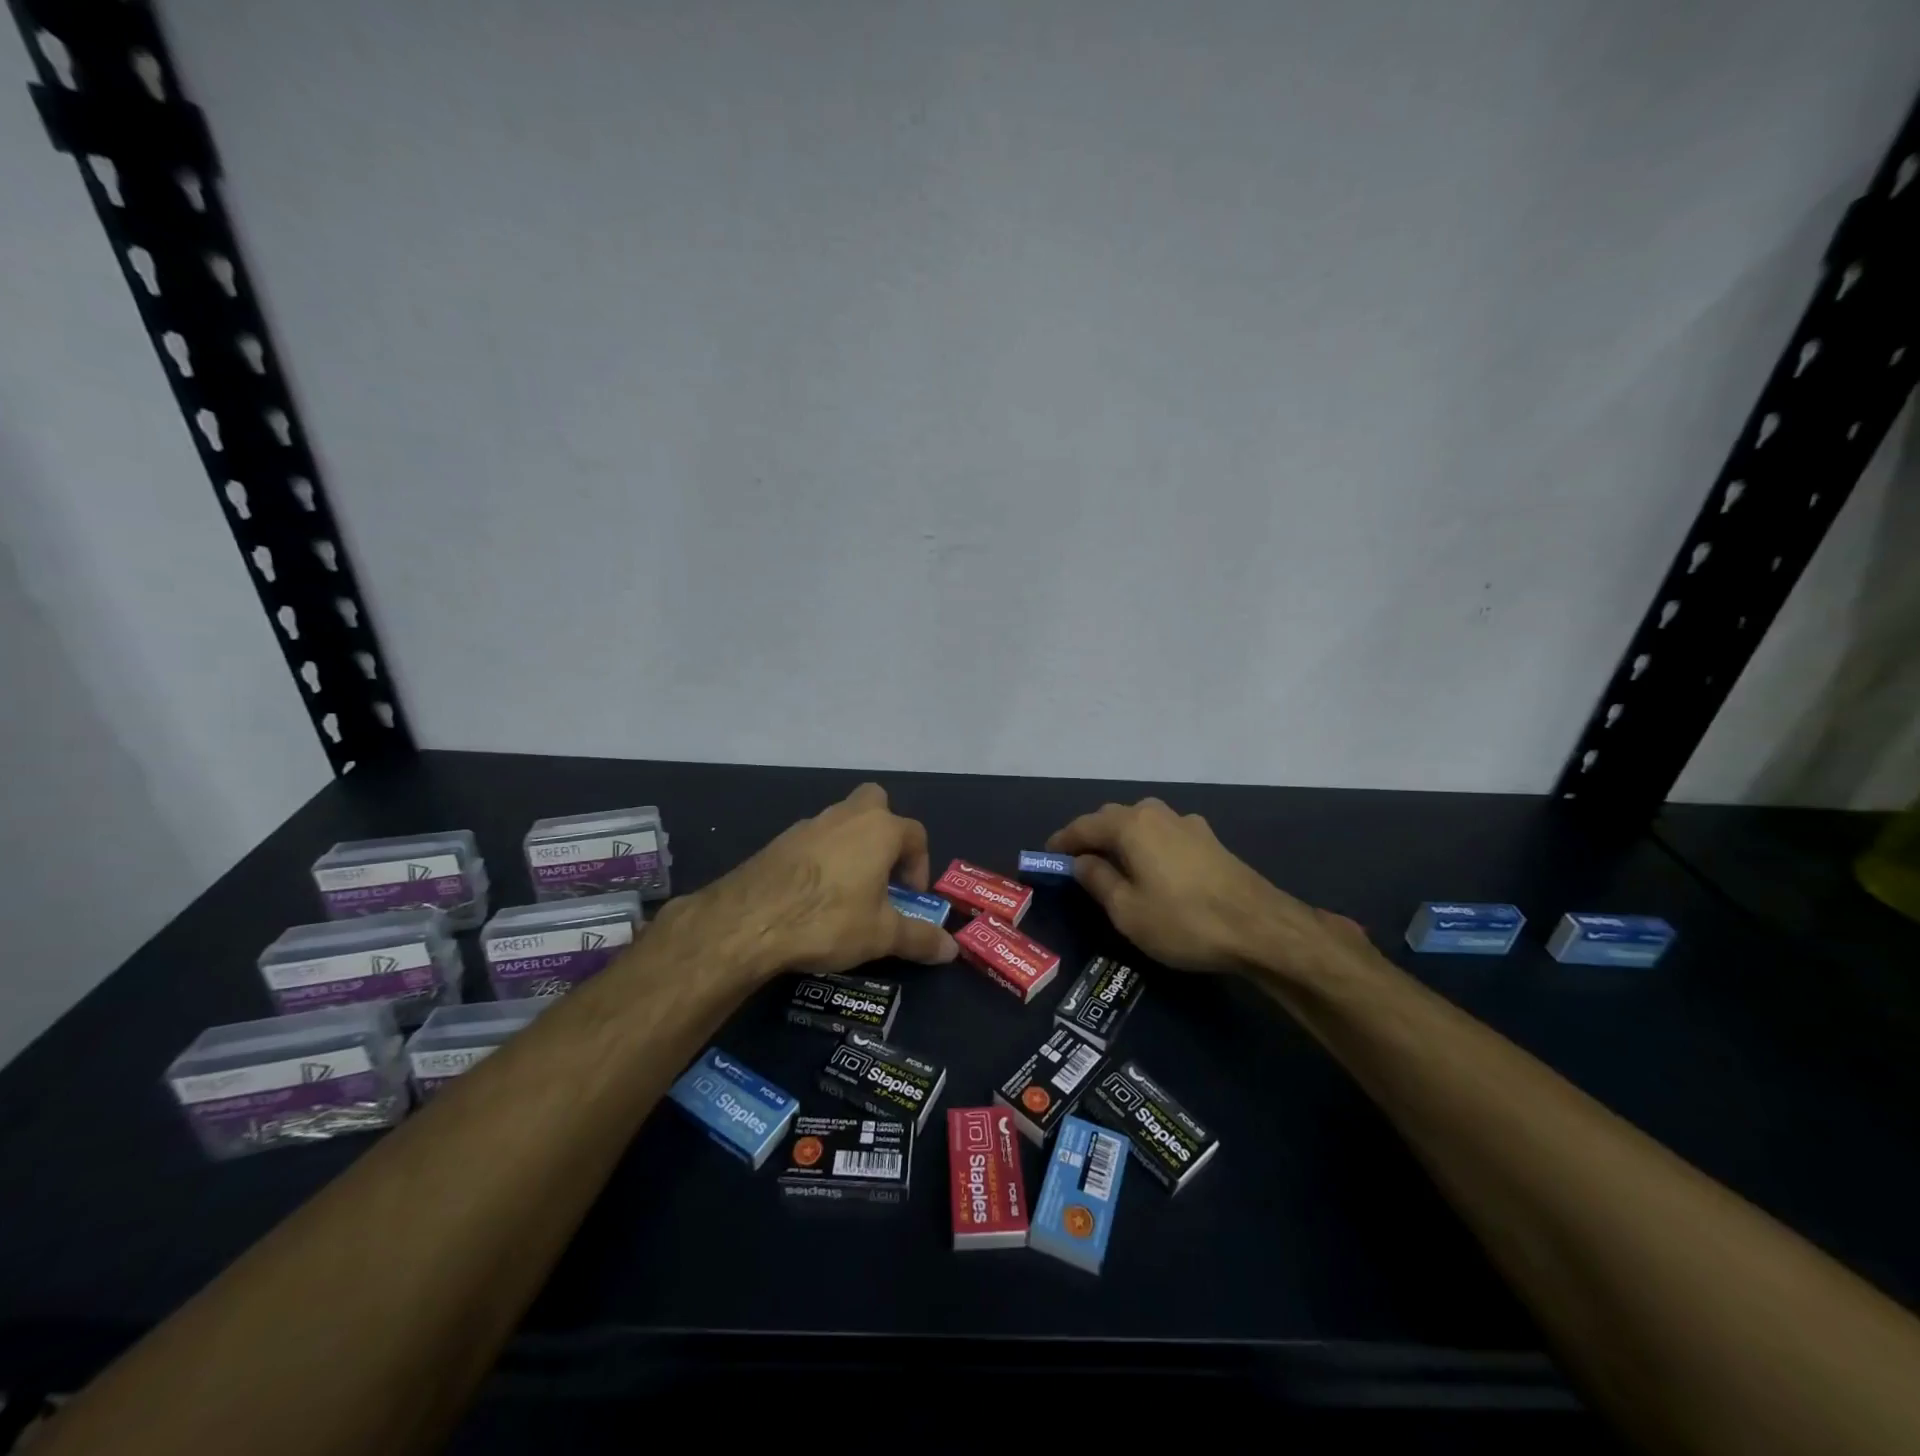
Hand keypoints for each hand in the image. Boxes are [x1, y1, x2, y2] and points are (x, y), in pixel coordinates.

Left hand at [654, 783, 956, 986]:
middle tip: (882, 871)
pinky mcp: (779, 841)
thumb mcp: (881, 935)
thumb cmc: (829, 919)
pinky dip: (821, 858)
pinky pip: (812, 840)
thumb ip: (919, 938)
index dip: (920, 864)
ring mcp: (809, 825)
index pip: (915, 834)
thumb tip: (952, 950)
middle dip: (885, 830)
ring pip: (841, 821)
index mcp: (879, 829)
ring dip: (851, 846)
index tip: (911, 897)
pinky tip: (813, 894)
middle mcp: (846, 816)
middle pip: (875, 803)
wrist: (750, 920)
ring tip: (848, 890)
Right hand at [1047, 798, 1370, 980]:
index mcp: (1132, 825)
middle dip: (1091, 836)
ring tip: (1112, 864)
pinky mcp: (1209, 840)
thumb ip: (1098, 881)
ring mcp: (1188, 824)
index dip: (1062, 841)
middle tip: (1076, 862)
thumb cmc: (1183, 920)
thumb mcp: (1127, 910)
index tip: (1046, 856)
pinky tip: (1151, 867)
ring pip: (1141, 823)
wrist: (1260, 928)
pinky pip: (1163, 834)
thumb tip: (1080, 862)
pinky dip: (1146, 845)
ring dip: (1121, 838)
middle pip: (1113, 818)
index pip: (1084, 826)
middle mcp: (1158, 813)